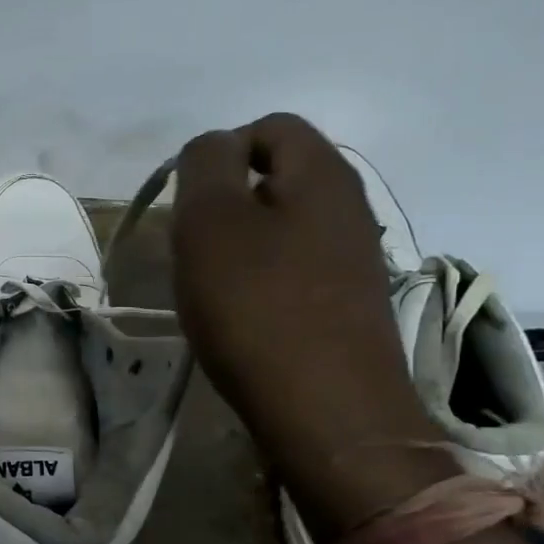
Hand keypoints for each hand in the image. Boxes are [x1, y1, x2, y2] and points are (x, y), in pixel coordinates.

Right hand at [171, 114, 450, 539]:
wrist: (328, 415)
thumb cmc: (257, 306)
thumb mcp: (210, 220)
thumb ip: (205, 163)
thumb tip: (215, 148)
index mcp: (323, 174)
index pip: (269, 127)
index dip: (221, 152)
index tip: (191, 204)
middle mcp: (349, 206)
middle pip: (274, 178)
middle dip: (224, 203)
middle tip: (195, 248)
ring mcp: (353, 259)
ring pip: (279, 226)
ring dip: (237, 246)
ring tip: (211, 287)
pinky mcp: (347, 304)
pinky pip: (292, 269)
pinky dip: (259, 281)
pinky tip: (241, 317)